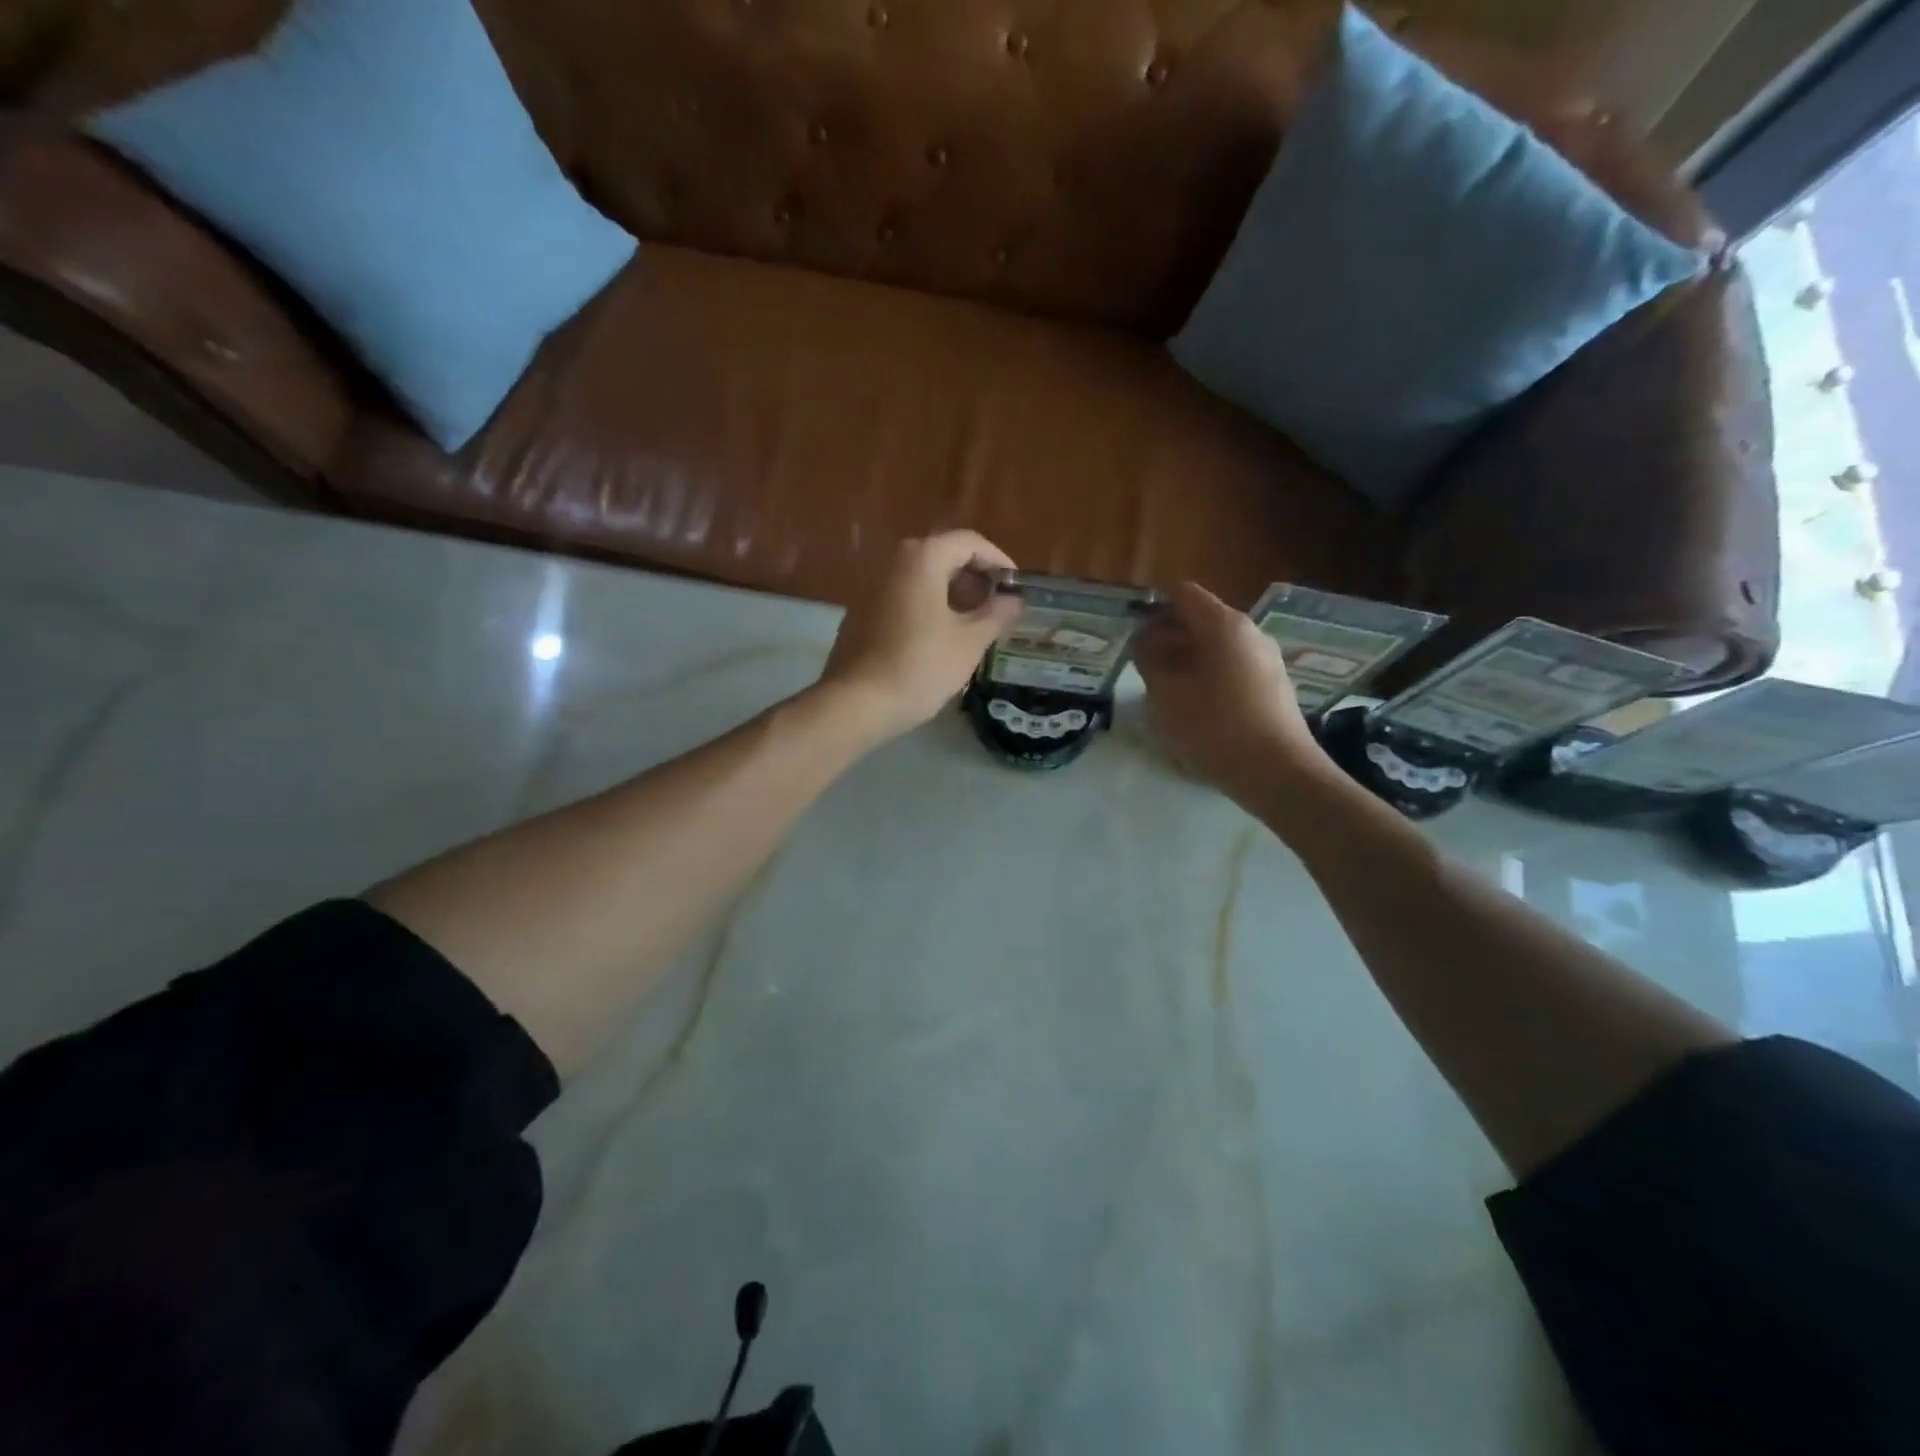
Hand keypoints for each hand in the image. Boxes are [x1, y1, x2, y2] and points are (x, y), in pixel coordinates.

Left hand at [820, 531, 1023, 744]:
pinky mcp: (862, 612)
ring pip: (923, 579)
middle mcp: (894, 562)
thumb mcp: (970, 642)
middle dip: (976, 579)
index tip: (1016, 588)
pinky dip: (928, 608)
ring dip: (953, 595)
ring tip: (975, 626)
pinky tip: (941, 639)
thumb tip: (1014, 600)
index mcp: (923, 558)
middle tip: (998, 609)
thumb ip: (997, 614)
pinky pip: (904, 598)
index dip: (998, 561)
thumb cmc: (920, 667)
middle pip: (944, 556)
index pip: (970, 543)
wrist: (856, 703)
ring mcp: (872, 587)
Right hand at [1133, 582, 1333, 803]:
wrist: (1278, 773)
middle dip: (1167, 636)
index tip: (1133, 634)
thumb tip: (1144, 641)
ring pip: (1215, 645)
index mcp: (1224, 625)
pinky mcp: (1272, 685)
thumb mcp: (1166, 694)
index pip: (1182, 594)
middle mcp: (1249, 632)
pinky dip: (1207, 675)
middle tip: (1141, 665)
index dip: (1152, 608)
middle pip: (1200, 619)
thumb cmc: (1215, 727)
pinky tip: (1194, 707)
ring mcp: (1265, 659)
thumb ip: (1148, 659)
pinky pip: (1231, 666)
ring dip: (1185, 659)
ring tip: (1163, 690)